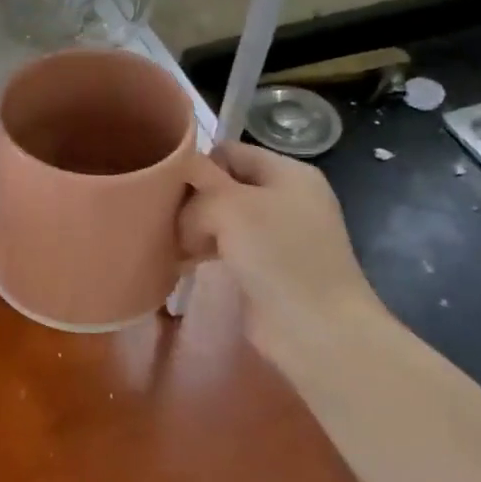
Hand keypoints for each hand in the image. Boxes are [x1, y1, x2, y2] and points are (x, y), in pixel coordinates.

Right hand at [180, 142, 391, 368]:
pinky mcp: (263, 268)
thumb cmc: (279, 256)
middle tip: (164, 220)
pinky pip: (223, 247)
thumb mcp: (231, 207)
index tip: (167, 188)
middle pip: (222, 185)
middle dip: (191, 200)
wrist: (316, 329)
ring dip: (192, 229)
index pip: (229, 152)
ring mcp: (274, 235)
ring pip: (219, 218)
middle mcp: (283, 198)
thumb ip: (200, 190)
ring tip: (169, 244)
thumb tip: (182, 208)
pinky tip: (183, 263)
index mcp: (287, 172)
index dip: (197, 165)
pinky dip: (202, 252)